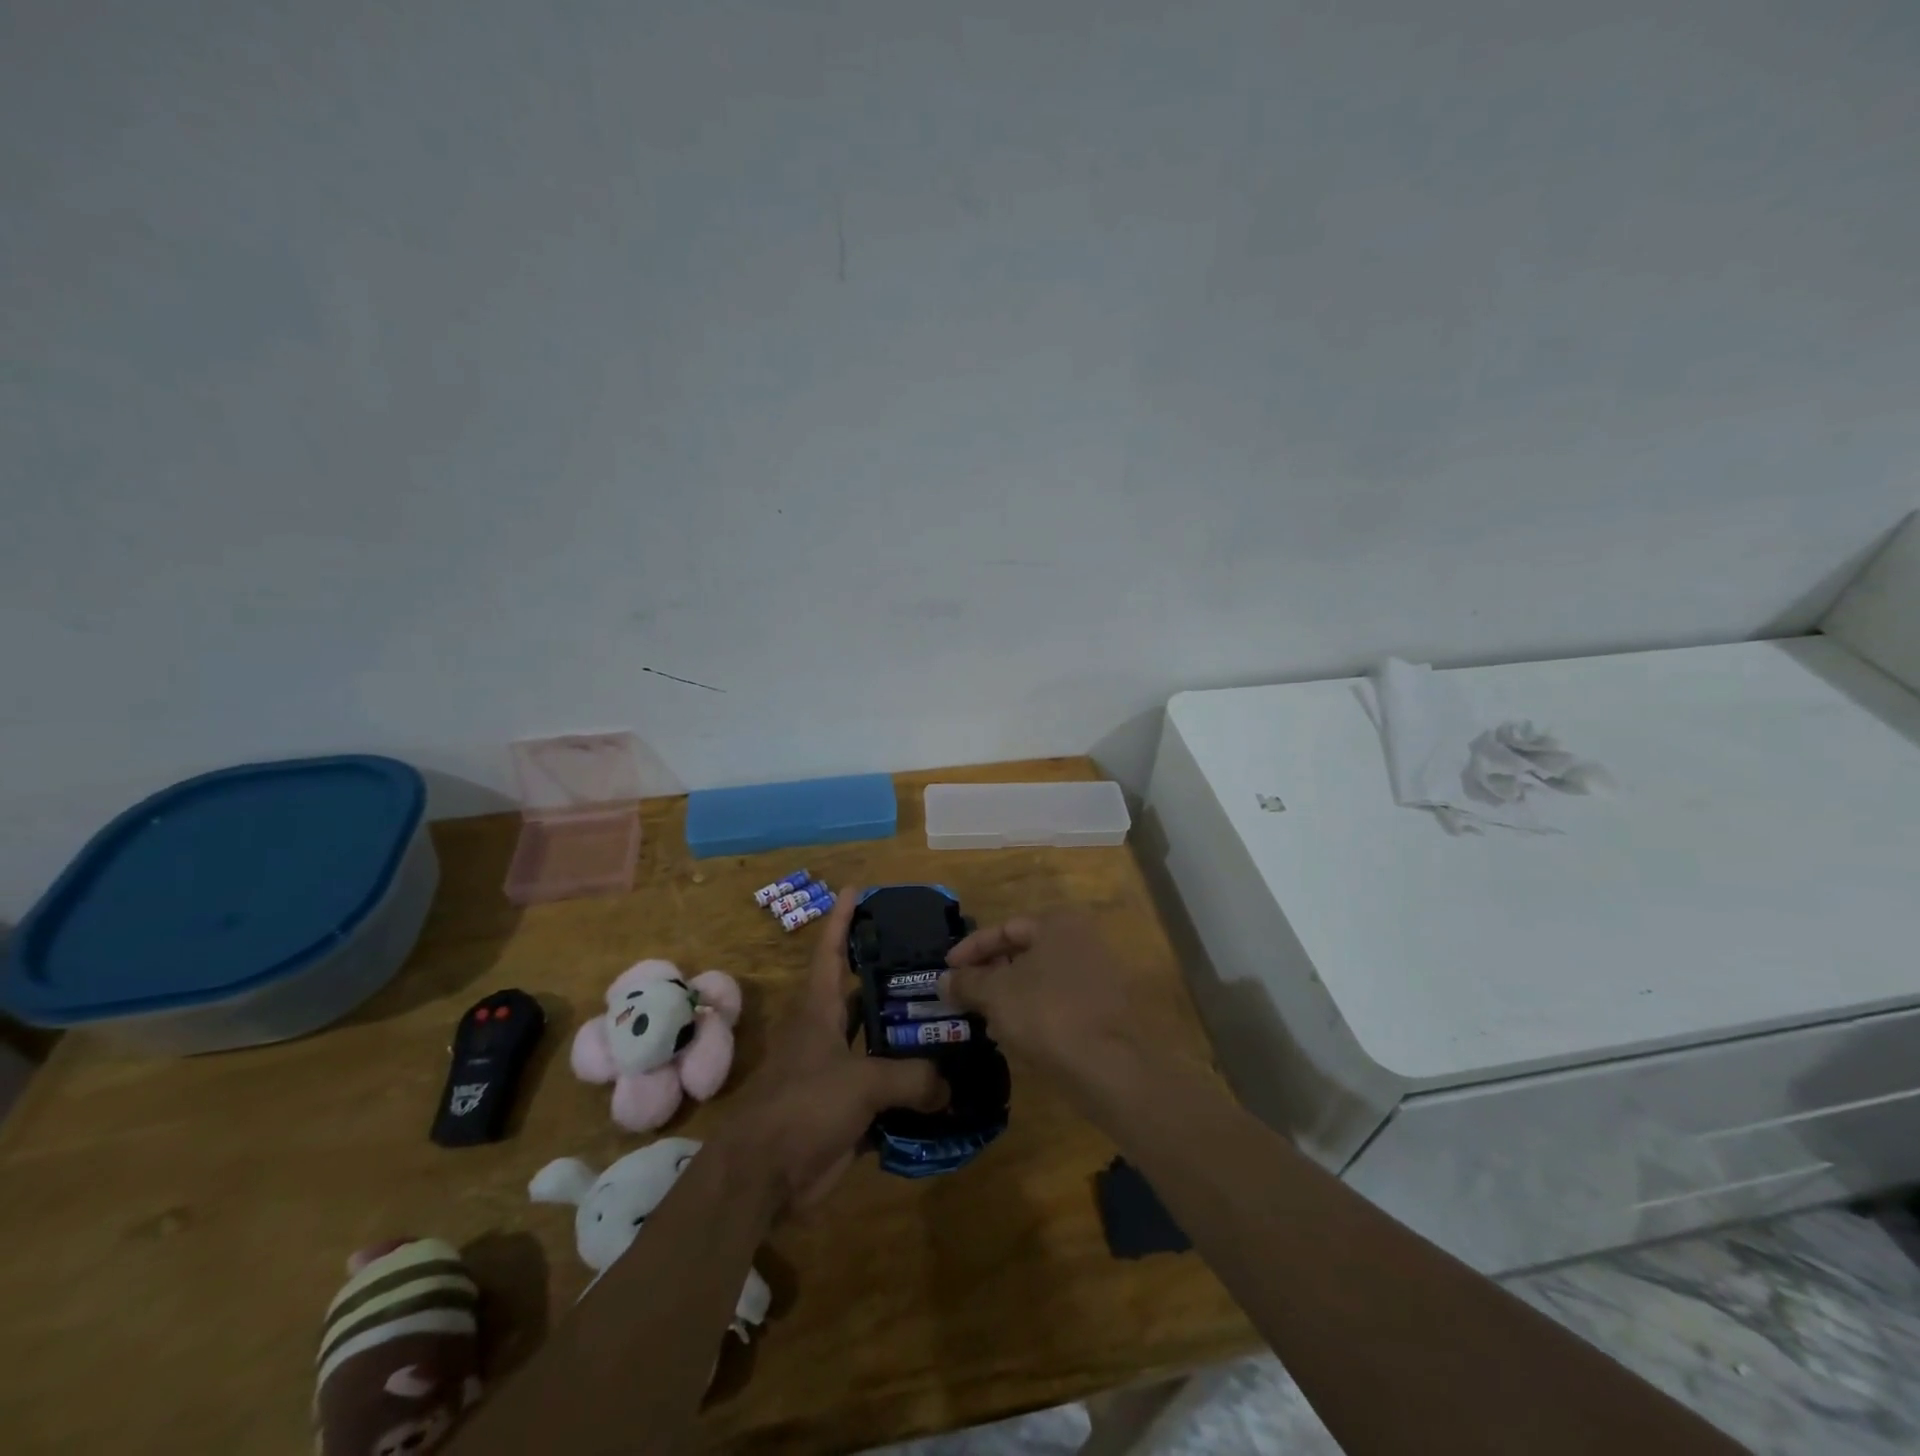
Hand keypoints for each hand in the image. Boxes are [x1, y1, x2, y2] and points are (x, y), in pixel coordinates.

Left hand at [721, 887, 946, 1212]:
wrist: (762, 1176)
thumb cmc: (802, 1108)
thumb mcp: (860, 1083)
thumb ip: (910, 1078)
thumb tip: (949, 1086)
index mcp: (820, 1010)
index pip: (832, 952)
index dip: (843, 920)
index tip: (857, 889)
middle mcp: (828, 1034)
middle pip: (863, 996)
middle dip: (894, 979)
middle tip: (937, 964)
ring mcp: (836, 1072)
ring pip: (878, 1044)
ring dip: (908, 1037)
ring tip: (951, 1021)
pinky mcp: (845, 1110)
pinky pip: (884, 1091)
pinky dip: (910, 1089)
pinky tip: (944, 1085)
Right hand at [941, 911, 1166, 1094]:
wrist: (1107, 1066)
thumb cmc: (1046, 1014)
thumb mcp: (996, 994)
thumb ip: (967, 982)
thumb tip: (943, 979)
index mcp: (1057, 924)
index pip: (1005, 928)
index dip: (971, 949)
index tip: (947, 971)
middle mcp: (1082, 940)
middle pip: (1024, 952)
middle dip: (990, 974)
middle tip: (964, 995)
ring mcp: (1097, 974)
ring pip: (1039, 979)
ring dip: (1008, 995)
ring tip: (983, 1019)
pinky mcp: (1104, 1007)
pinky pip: (1057, 1000)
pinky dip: (1032, 1011)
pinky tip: (1013, 1036)